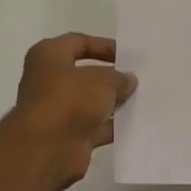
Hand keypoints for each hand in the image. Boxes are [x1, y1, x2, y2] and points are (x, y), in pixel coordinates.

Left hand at [2, 34, 137, 190]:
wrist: (47, 148)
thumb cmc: (70, 99)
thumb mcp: (103, 80)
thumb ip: (119, 78)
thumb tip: (128, 80)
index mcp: (49, 56)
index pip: (79, 42)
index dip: (104, 46)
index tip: (128, 55)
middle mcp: (48, 81)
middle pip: (85, 74)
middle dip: (111, 77)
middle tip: (139, 78)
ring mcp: (57, 110)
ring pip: (91, 102)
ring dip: (113, 103)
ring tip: (142, 100)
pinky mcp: (67, 136)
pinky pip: (94, 126)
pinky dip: (112, 126)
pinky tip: (135, 124)